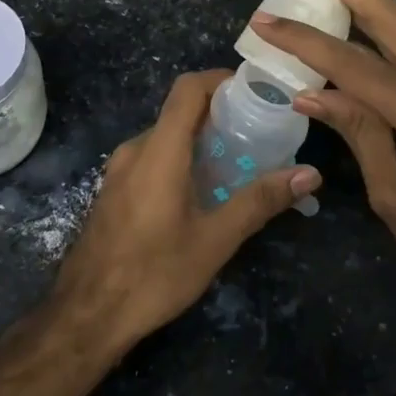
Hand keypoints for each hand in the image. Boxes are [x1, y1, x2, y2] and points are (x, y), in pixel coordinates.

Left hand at [53, 70, 321, 346]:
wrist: (86, 316)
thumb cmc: (153, 273)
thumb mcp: (214, 240)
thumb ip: (260, 201)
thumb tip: (309, 174)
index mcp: (159, 150)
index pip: (188, 88)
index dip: (219, 79)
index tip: (253, 91)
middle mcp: (135, 149)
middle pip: (179, 111)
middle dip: (219, 114)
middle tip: (257, 132)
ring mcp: (119, 170)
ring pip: (165, 136)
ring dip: (200, 140)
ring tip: (238, 162)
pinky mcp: (114, 190)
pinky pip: (152, 157)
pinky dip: (180, 158)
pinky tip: (202, 191)